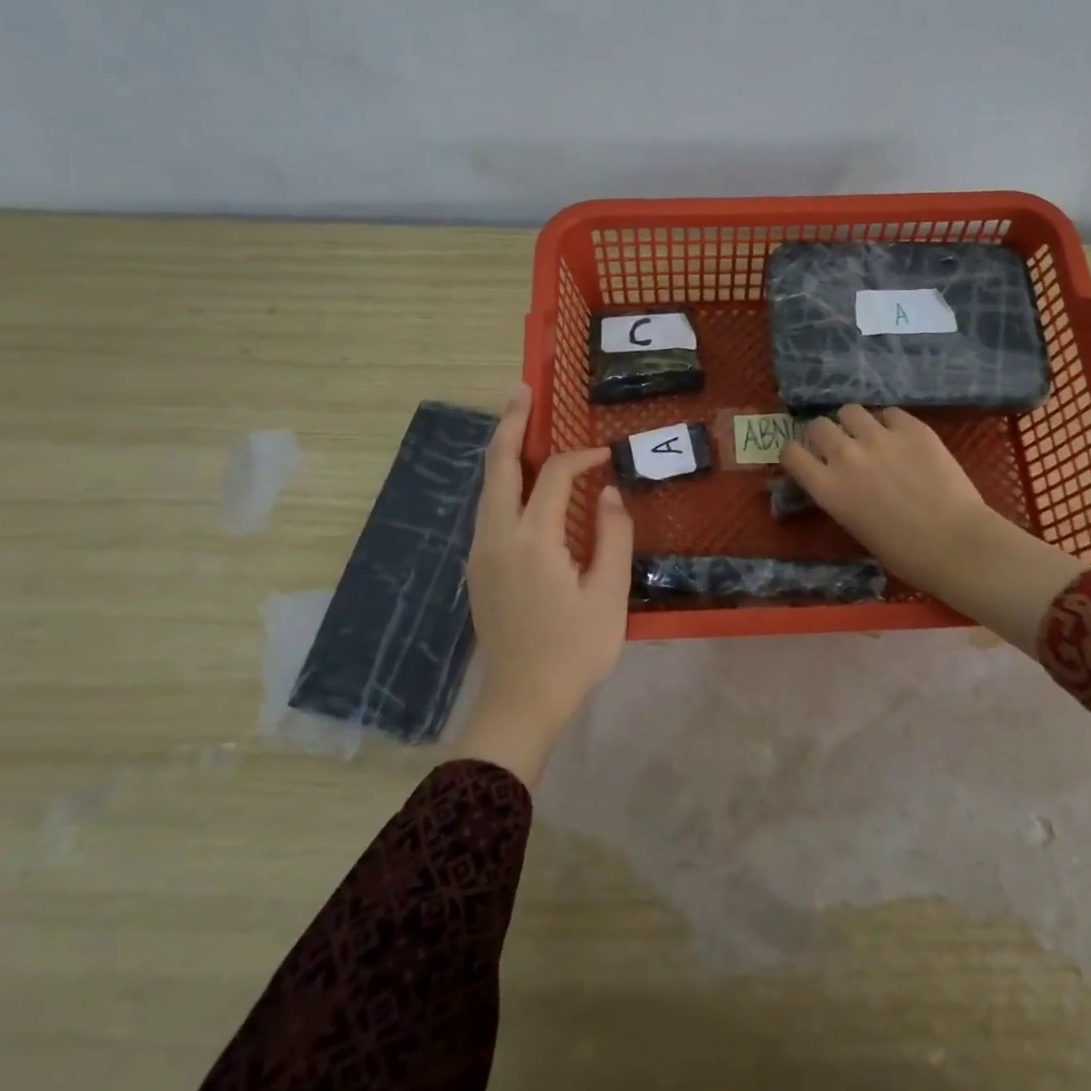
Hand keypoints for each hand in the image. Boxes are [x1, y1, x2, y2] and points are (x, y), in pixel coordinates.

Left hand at [460, 383, 632, 785]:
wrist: (522, 701)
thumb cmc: (574, 650)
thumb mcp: (609, 595)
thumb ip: (613, 536)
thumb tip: (609, 493)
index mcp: (532, 540)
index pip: (555, 477)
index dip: (582, 458)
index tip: (608, 456)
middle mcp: (497, 536)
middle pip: (500, 466)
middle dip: (511, 424)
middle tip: (523, 389)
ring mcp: (481, 551)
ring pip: (488, 486)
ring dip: (504, 450)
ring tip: (519, 419)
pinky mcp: (478, 567)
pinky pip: (488, 508)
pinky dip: (503, 480)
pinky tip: (520, 477)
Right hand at [780, 405, 1085, 652]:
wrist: (957, 545)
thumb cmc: (904, 553)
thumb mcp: (854, 525)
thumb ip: (839, 495)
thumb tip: (837, 479)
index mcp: (828, 488)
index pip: (790, 452)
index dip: (797, 453)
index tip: (808, 458)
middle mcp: (846, 456)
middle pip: (818, 425)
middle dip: (824, 434)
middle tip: (840, 447)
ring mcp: (880, 438)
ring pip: (851, 410)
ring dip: (854, 423)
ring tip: (870, 436)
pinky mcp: (913, 428)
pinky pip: (889, 413)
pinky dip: (889, 423)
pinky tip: (901, 438)